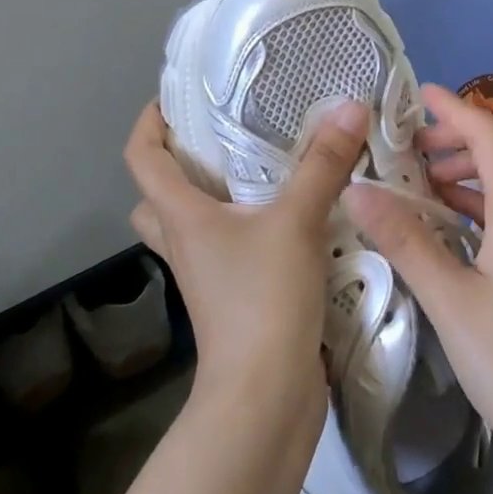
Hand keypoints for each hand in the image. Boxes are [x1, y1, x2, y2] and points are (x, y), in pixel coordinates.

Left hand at [123, 100, 368, 413]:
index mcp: (182, 217)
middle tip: (221, 137)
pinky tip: (292, 215)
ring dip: (214, 198)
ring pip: (193, 225)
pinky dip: (248, 227)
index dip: (149, 123)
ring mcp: (208, 275)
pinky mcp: (234, 297)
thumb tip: (350, 106)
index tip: (174, 98)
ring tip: (260, 169)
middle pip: (158, 196)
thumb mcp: (296, 221)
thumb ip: (324, 164)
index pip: (142, 158)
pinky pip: (229, 248)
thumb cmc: (262, 299)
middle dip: (179, 164)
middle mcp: (186, 243)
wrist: (266, 395)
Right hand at [342, 85, 492, 476]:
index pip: (491, 133)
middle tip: (414, 147)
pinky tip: (449, 224)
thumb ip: (405, 240)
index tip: (418, 95)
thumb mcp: (450, 300)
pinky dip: (481, 197)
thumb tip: (359, 190)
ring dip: (472, 166)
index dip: (456, 108)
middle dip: (463, 133)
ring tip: (423, 182)